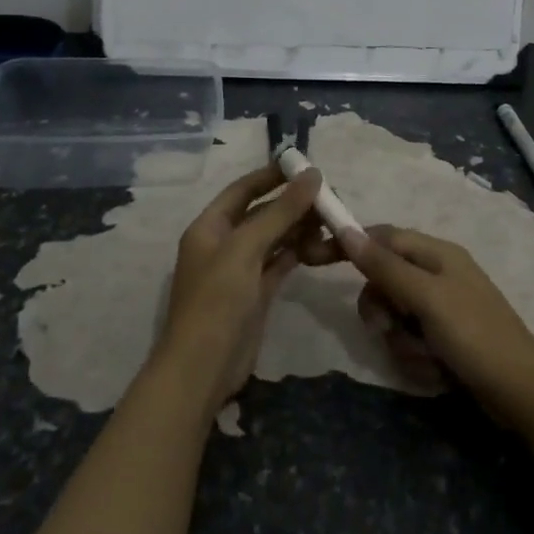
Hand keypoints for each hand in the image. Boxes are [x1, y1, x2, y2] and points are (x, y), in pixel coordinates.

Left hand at [156, 165, 332, 407]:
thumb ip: (280, 211)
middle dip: (292, 203)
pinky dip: (297, 252)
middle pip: (261, 213)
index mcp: (209, 227)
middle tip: (329, 195)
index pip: (242, 189)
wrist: (202, 369)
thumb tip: (313, 174)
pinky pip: (279, 262)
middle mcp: (223, 244)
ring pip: (273, 238)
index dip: (271, 175)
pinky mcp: (255, 294)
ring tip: (331, 219)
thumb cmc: (216, 300)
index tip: (304, 165)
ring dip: (298, 227)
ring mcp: (239, 270)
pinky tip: (320, 244)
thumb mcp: (246, 249)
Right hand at [340, 226, 533, 426]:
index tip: (312, 258)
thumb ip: (385, 266)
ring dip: (402, 341)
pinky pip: (410, 341)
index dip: (348, 245)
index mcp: (436, 253)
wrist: (522, 394)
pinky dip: (417, 358)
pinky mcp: (443, 339)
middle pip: (382, 281)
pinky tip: (438, 372)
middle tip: (389, 327)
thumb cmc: (475, 336)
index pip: (380, 237)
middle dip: (382, 309)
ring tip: (427, 358)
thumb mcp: (427, 298)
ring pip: (393, 316)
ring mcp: (441, 309)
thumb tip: (346, 230)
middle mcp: (437, 275)